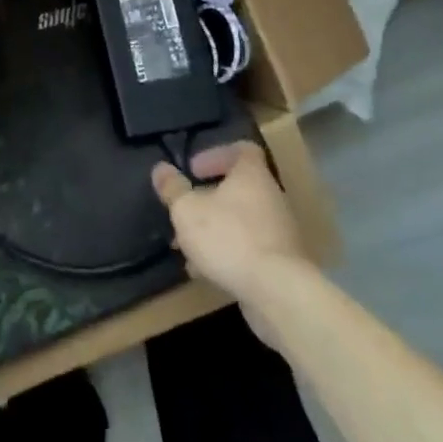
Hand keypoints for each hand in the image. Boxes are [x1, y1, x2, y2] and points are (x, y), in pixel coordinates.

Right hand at [151, 141, 310, 296]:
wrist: (277, 292)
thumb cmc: (228, 238)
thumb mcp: (187, 210)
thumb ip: (173, 188)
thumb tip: (161, 168)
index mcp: (252, 176)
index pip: (242, 150)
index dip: (216, 154)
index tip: (194, 170)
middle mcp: (271, 198)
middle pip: (239, 188)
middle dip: (207, 199)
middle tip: (184, 210)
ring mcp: (279, 231)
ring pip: (241, 221)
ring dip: (214, 229)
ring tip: (188, 247)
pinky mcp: (281, 262)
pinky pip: (249, 247)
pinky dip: (227, 252)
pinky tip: (205, 271)